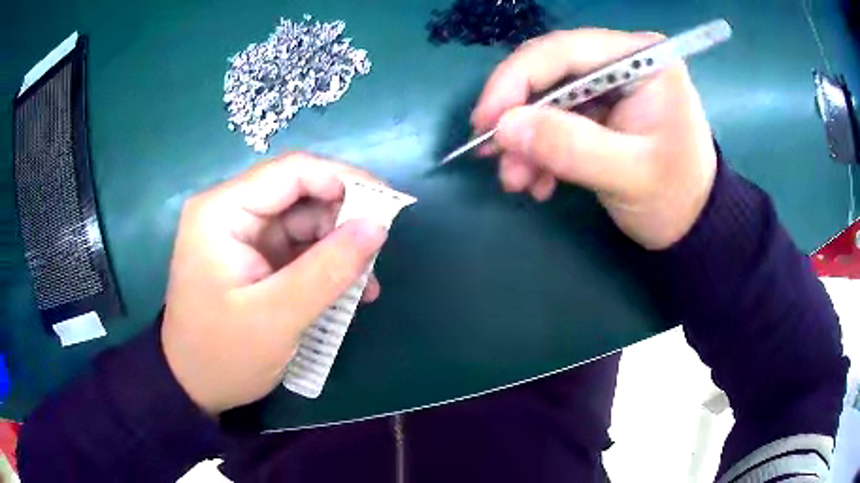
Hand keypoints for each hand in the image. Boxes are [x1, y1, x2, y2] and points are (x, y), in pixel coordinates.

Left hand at [162, 154, 387, 414]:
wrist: (194, 386)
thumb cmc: (224, 355)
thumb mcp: (278, 317)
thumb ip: (328, 269)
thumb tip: (378, 226)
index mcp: (221, 211)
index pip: (291, 171)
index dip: (344, 180)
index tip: (388, 206)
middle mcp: (229, 210)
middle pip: (299, 193)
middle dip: (342, 219)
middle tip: (377, 251)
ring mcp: (241, 233)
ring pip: (303, 220)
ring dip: (337, 246)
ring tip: (365, 281)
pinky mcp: (252, 255)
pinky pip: (297, 246)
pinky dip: (324, 263)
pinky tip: (347, 290)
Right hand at [472, 29, 717, 249]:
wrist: (694, 226)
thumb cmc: (676, 198)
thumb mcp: (629, 175)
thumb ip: (570, 147)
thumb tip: (503, 128)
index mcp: (642, 59)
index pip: (564, 50)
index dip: (515, 81)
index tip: (484, 123)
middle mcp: (623, 60)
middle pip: (550, 73)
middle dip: (519, 117)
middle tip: (492, 157)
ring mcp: (610, 85)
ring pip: (548, 99)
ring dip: (526, 140)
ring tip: (517, 181)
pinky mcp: (601, 109)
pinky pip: (557, 120)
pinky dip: (541, 150)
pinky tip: (538, 181)